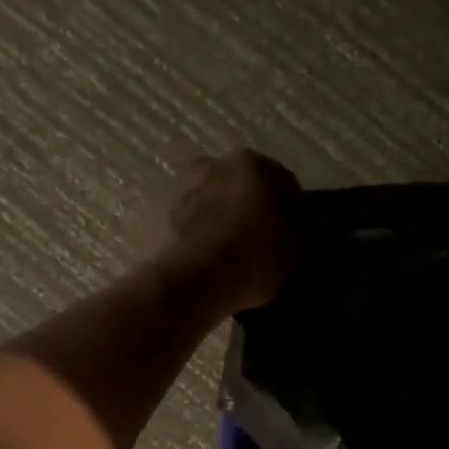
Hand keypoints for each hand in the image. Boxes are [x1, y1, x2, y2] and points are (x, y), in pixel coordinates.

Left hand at [162, 149, 301, 313]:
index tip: (293, 233)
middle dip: (248, 206)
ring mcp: (177, 187)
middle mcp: (212, 164)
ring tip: (225, 252)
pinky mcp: (151, 214)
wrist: (187, 284)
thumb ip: (297, 230)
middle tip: (256, 239)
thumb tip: (292, 224)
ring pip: (207, 201)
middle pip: (238, 185)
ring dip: (216, 217)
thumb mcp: (293, 251)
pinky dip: (191, 235)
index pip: (282, 181)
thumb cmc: (250, 260)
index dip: (291, 208)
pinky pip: (182, 223)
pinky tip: (200, 260)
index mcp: (252, 164)